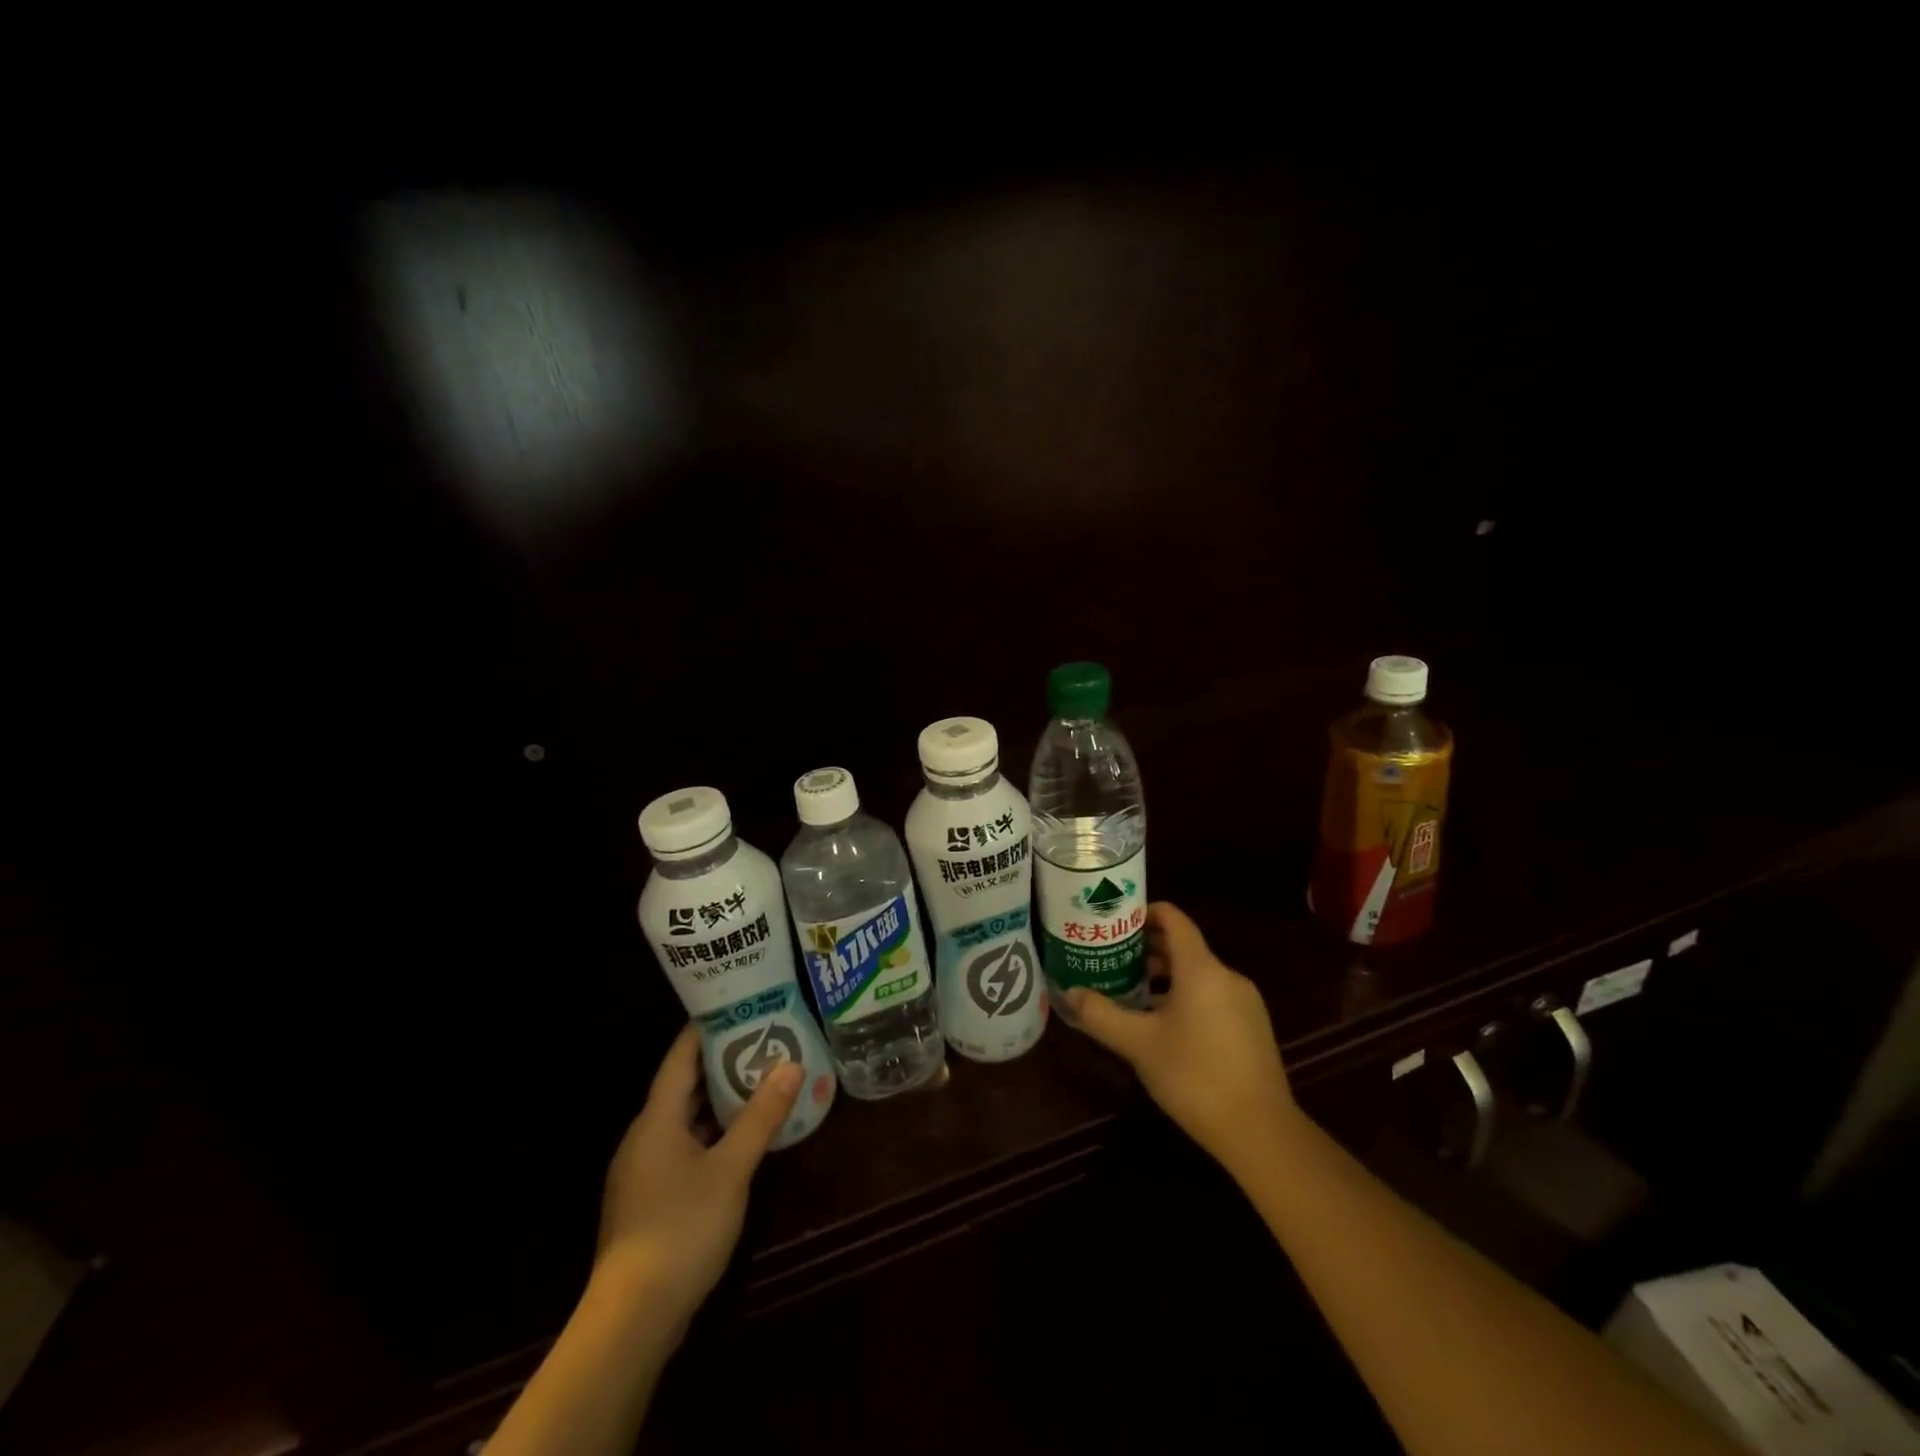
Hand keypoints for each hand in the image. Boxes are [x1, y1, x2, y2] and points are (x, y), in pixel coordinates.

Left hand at [593, 1023, 802, 1325]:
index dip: (706, 1029)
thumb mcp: (731, 1168)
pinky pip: (683, 1147)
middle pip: (682, 1086)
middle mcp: (644, 1137)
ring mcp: (643, 1171)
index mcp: (656, 1119)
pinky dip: (711, 1133)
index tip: (738, 1006)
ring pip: (684, 1119)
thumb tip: (791, 1064)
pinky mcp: (649, 1200)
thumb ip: (761, 1116)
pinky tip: (740, 1139)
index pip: (680, 1057)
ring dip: (718, 1101)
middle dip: (720, 1062)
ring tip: (759, 1082)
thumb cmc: (681, 1227)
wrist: (632, 1318)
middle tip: (762, 1040)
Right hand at [1068, 902, 1300, 1176]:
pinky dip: (1185, 996)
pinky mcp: (1252, 1027)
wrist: (1261, 1132)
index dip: (1144, 913)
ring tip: (1131, 993)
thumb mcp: (1138, 1044)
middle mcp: (1227, 976)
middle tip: (1111, 959)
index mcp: (1201, 969)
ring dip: (1164, 977)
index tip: (1115, 922)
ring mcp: (1244, 1002)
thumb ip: (1101, 1014)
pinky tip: (1164, 1026)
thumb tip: (1070, 993)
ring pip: (1197, 974)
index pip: (1173, 918)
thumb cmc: (1195, 1076)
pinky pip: (1212, 996)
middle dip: (1146, 949)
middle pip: (1183, 946)